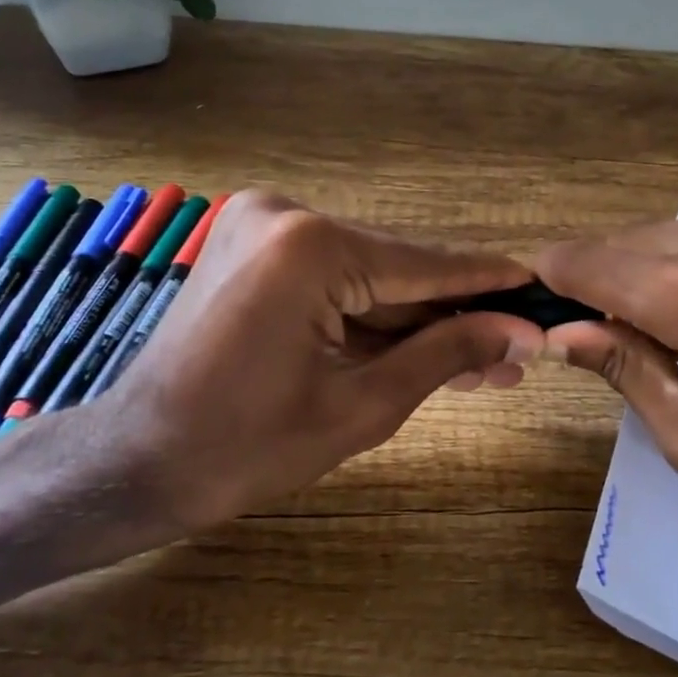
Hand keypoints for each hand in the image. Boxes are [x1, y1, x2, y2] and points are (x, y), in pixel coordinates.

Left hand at [83, 192, 543, 542]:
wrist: (136, 462)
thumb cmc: (246, 448)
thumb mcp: (364, 406)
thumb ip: (447, 354)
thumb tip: (522, 333)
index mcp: (310, 248)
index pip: (425, 265)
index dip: (489, 284)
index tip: (541, 290)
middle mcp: (286, 214)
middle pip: (397, 269)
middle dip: (454, 315)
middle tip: (515, 351)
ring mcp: (262, 225)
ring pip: (367, 276)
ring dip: (418, 321)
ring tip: (483, 361)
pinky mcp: (252, 246)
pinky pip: (333, 279)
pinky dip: (372, 315)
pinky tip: (423, 347)